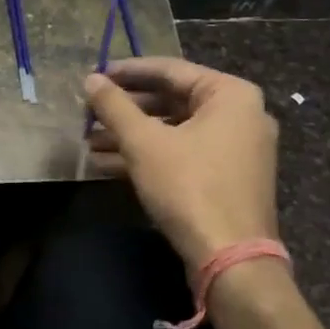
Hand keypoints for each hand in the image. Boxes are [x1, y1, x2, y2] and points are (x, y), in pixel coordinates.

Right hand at [84, 58, 279, 266]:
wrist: (230, 258)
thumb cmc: (189, 187)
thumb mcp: (143, 143)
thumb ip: (114, 107)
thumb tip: (90, 80)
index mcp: (230, 95)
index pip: (170, 70)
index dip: (127, 72)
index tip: (94, 76)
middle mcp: (240, 115)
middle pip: (172, 101)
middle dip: (126, 110)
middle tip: (89, 111)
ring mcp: (236, 149)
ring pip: (174, 131)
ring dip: (130, 136)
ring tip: (89, 141)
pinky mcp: (226, 178)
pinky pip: (183, 154)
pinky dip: (149, 156)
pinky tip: (107, 164)